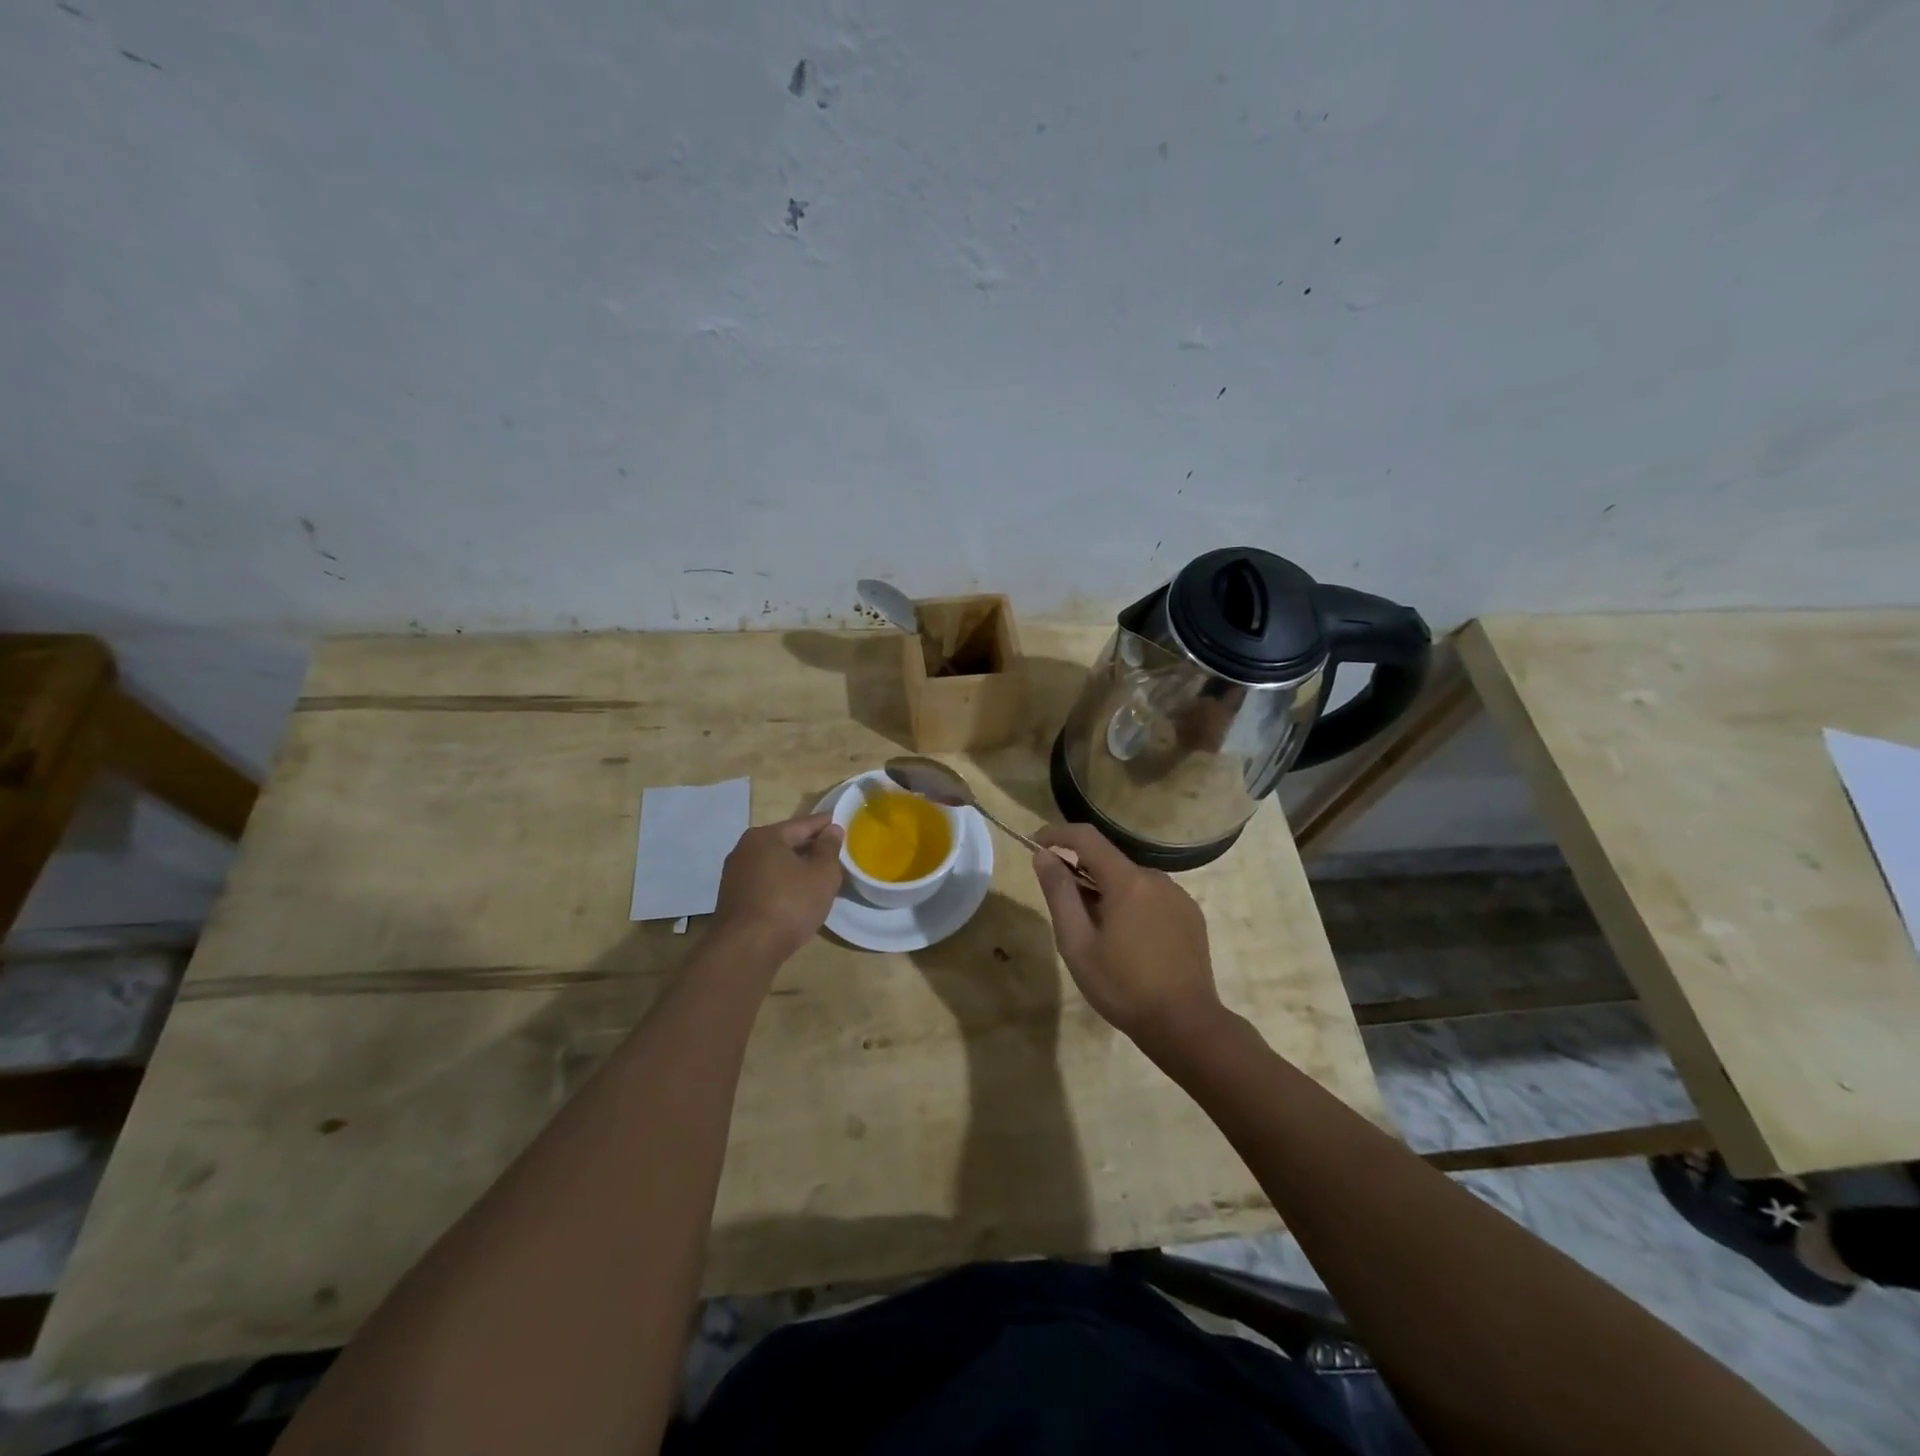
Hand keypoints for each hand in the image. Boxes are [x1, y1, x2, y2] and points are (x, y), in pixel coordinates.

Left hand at [711, 813, 844, 961]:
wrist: (746, 949)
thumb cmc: (789, 904)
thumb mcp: (822, 874)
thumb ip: (829, 848)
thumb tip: (832, 830)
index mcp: (766, 836)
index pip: (803, 824)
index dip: (826, 825)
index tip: (843, 824)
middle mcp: (745, 849)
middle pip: (786, 843)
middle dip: (811, 847)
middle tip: (836, 853)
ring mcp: (735, 875)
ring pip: (775, 864)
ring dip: (797, 868)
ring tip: (820, 876)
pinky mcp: (733, 899)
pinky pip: (766, 882)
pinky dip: (783, 883)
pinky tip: (797, 895)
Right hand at [1031, 823, 1224, 1055]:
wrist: (1186, 1025)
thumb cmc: (1123, 986)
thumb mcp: (1078, 944)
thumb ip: (1059, 894)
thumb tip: (1044, 856)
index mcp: (1127, 881)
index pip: (1086, 838)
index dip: (1057, 835)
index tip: (1035, 844)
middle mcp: (1156, 878)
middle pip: (1108, 861)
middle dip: (1080, 872)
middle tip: (1063, 908)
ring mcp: (1178, 896)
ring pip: (1130, 881)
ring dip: (1106, 892)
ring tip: (1096, 933)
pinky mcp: (1190, 914)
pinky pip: (1151, 897)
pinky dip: (1131, 905)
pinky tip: (1128, 941)